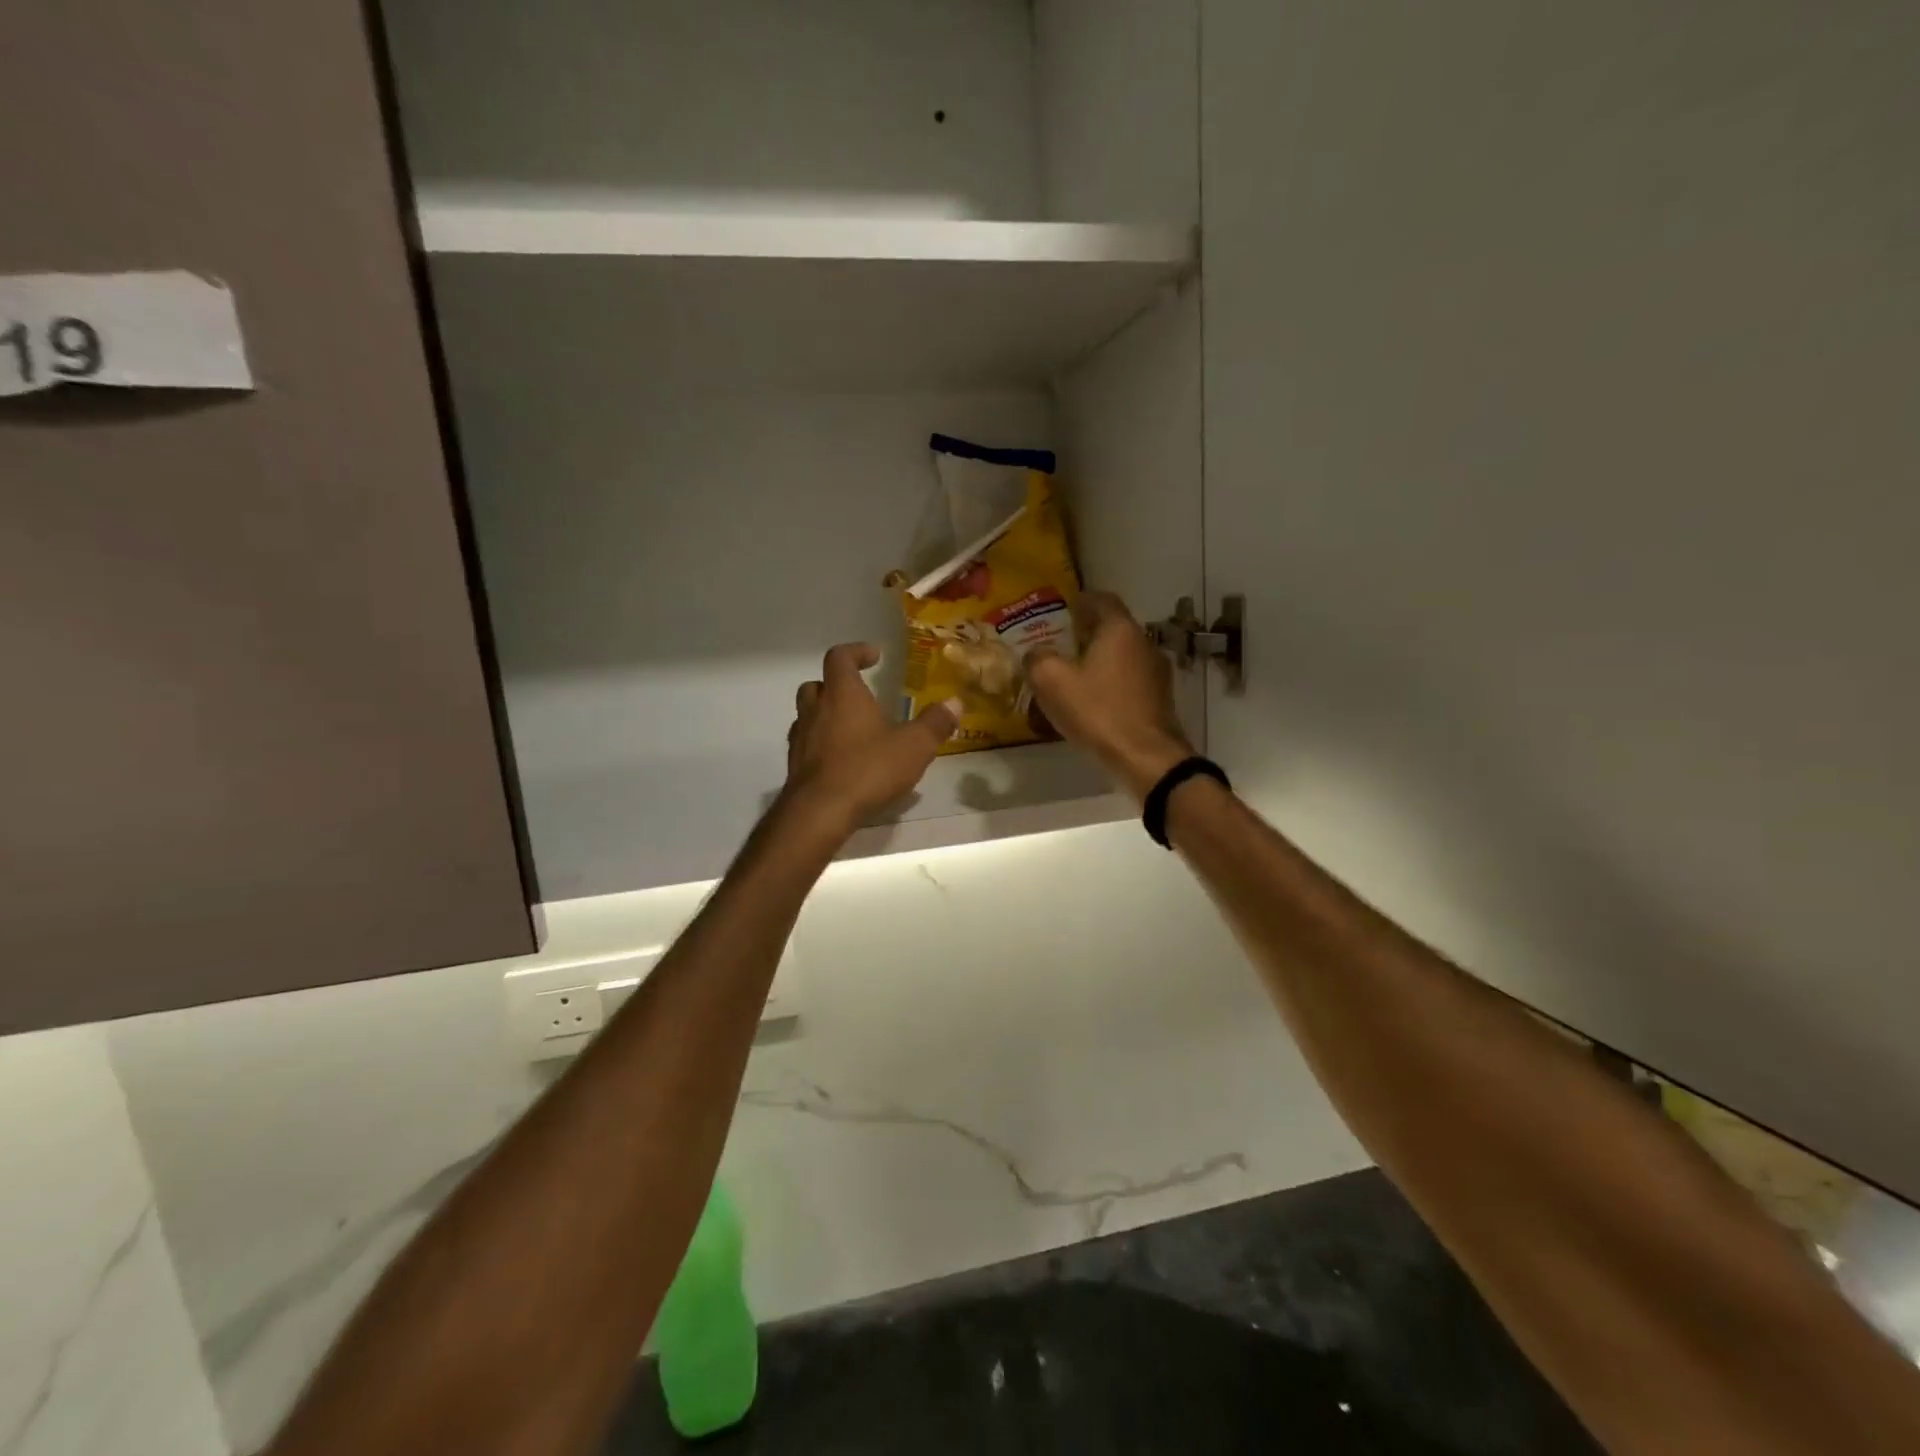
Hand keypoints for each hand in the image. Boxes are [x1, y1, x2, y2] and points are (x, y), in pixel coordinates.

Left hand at [785, 644, 960, 833]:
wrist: (819, 813)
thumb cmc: (868, 769)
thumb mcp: (914, 747)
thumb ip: (935, 723)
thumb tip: (955, 702)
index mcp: (843, 695)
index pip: (839, 657)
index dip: (856, 652)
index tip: (874, 656)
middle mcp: (816, 710)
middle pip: (816, 684)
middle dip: (836, 685)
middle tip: (860, 695)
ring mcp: (801, 739)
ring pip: (807, 715)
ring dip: (826, 715)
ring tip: (852, 730)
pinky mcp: (795, 767)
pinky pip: (806, 745)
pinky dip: (821, 745)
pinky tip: (841, 761)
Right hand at [1026, 592, 1193, 801]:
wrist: (1146, 757)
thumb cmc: (1098, 711)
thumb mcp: (1052, 682)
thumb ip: (1038, 659)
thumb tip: (1036, 653)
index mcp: (1120, 630)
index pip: (1102, 599)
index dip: (1080, 600)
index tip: (1062, 609)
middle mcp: (1144, 643)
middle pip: (1113, 628)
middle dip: (1087, 633)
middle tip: (1060, 644)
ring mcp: (1157, 672)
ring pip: (1123, 655)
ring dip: (1100, 660)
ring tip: (1074, 674)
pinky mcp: (1159, 699)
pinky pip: (1130, 680)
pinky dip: (1111, 682)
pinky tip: (1094, 701)